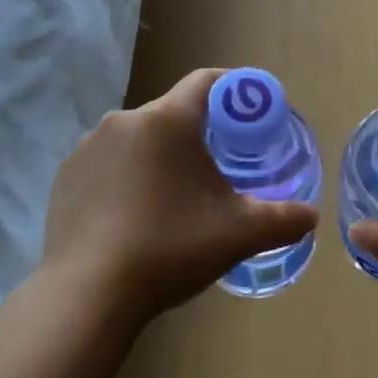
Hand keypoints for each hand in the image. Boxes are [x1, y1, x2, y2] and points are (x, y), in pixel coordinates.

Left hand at [41, 68, 319, 328]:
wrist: (87, 295)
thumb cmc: (170, 248)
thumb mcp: (238, 234)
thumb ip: (283, 220)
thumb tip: (312, 217)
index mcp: (167, 120)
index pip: (207, 81)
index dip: (234, 89)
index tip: (251, 112)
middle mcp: (124, 120)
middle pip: (173, 113)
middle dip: (198, 133)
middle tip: (219, 168)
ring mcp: (88, 147)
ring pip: (139, 139)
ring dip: (160, 157)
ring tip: (174, 198)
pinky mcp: (65, 176)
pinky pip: (108, 163)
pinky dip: (126, 177)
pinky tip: (133, 216)